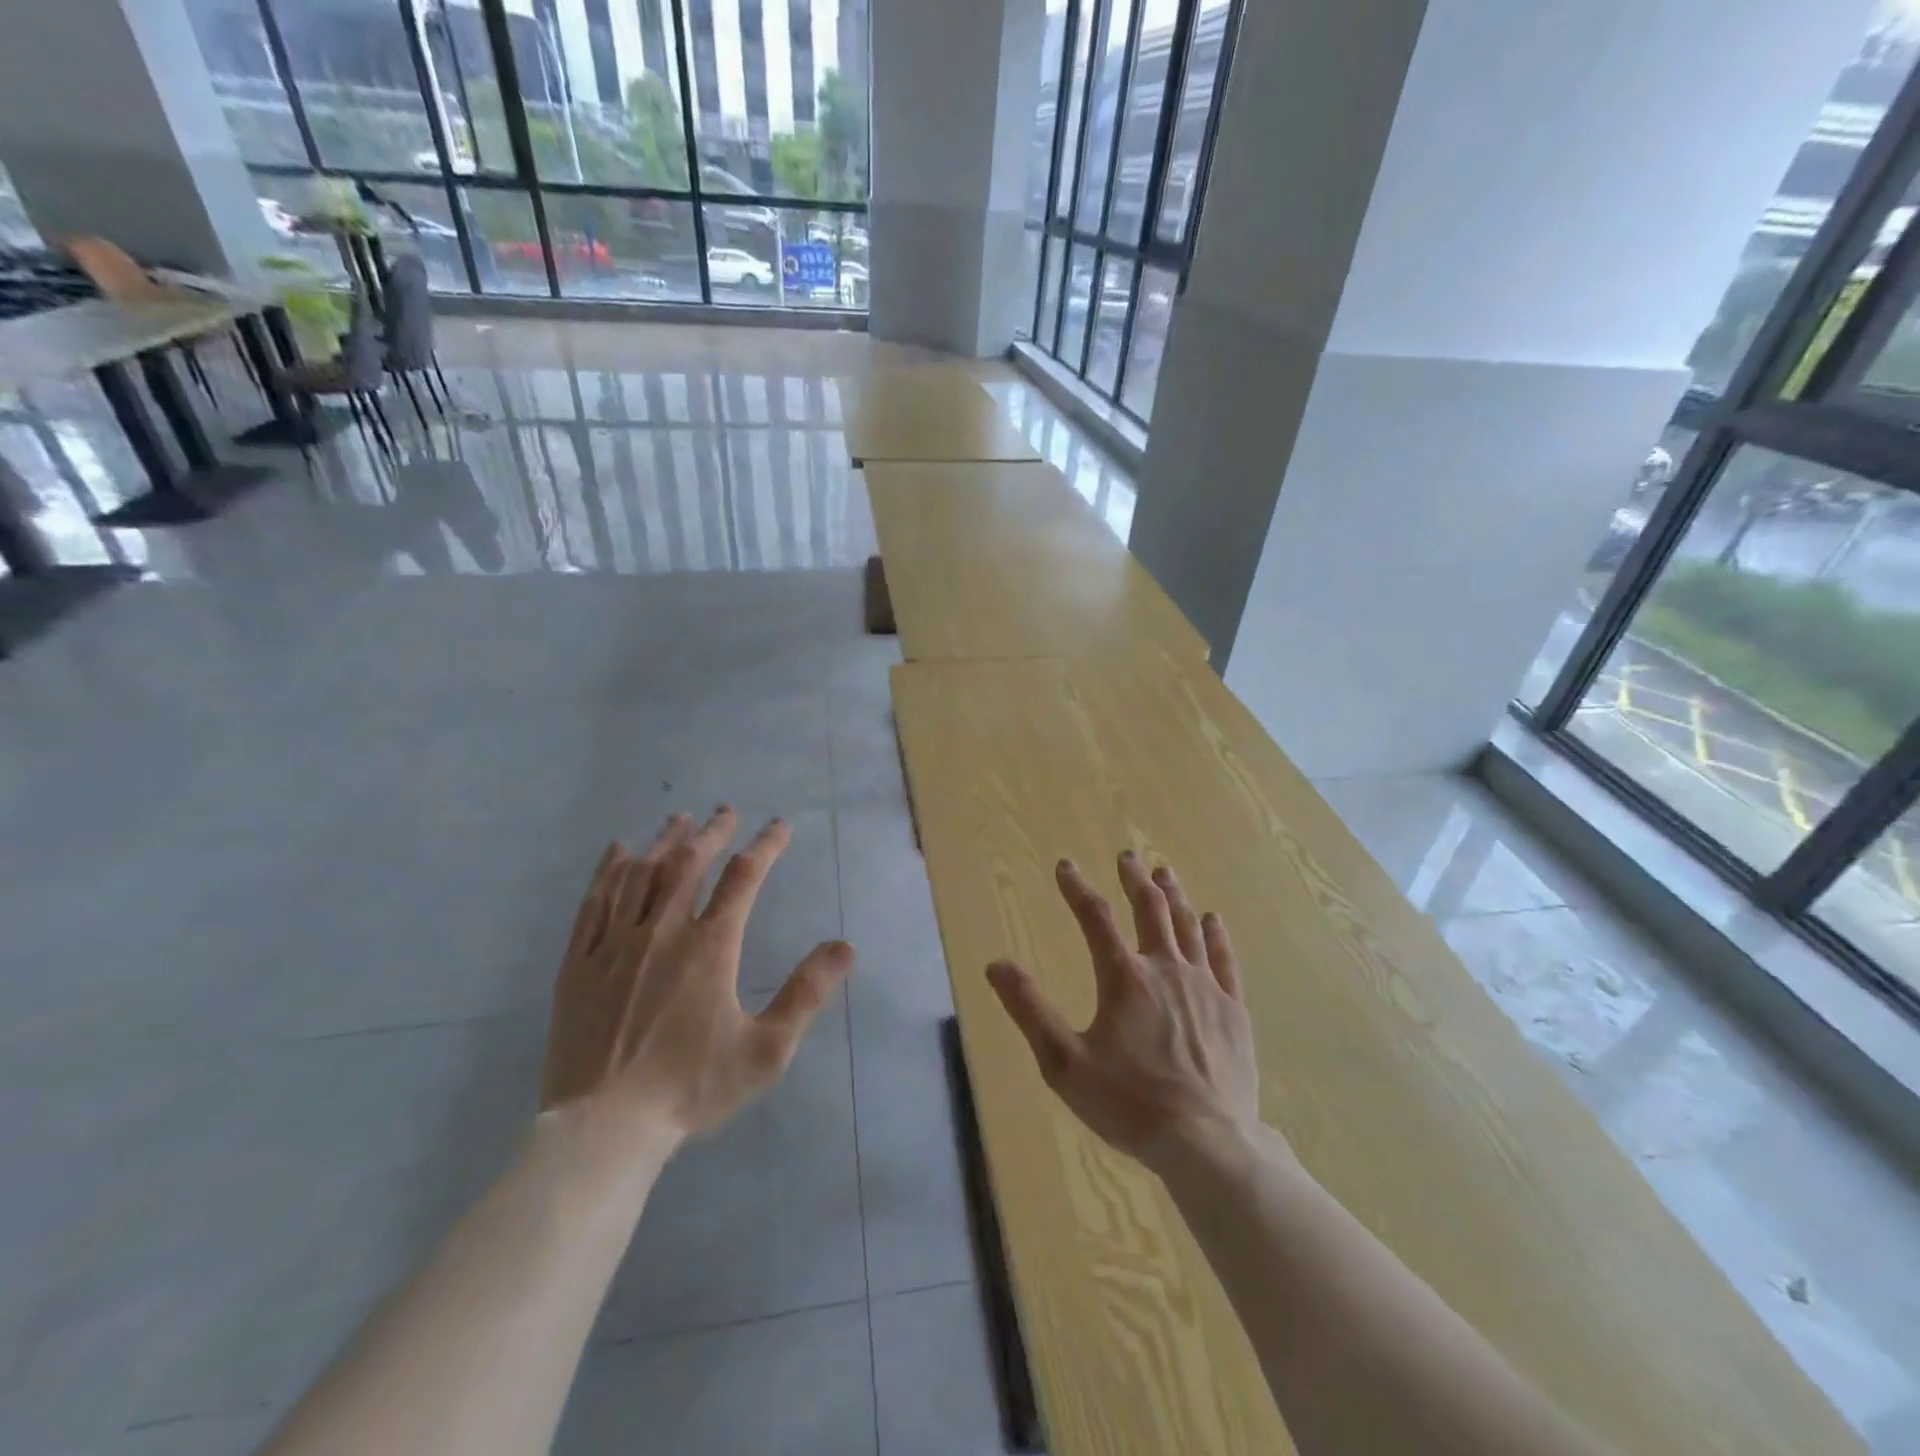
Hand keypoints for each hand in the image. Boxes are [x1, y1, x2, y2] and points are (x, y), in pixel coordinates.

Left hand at [541, 807, 853, 1147]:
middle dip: (711, 833)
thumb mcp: (766, 1051)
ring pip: (640, 875)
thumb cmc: (690, 1089)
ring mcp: (614, 945)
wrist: (603, 1128)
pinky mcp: (578, 964)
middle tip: (725, 812)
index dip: (765, 846)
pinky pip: (593, 903)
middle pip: (688, 864)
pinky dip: (608, 871)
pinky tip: (618, 852)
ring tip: (679, 820)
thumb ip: (806, 995)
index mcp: (710, 947)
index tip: (779, 827)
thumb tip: (845, 947)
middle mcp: (662, 932)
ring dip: (663, 842)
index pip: (744, 878)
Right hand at [987, 853, 1259, 1173]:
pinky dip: (1216, 935)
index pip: (1095, 917)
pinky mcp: (1233, 1010)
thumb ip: (1029, 1010)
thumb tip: (996, 965)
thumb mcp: (1064, 1062)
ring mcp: (1205, 987)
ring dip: (1174, 896)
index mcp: (1124, 978)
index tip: (1065, 866)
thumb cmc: (1130, 1103)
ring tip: (1164, 872)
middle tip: (1127, 857)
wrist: (1208, 1142)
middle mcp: (1166, 969)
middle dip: (1135, 880)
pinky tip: (1213, 919)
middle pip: (1150, 909)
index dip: (1077, 888)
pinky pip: (1224, 959)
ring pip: (1188, 926)